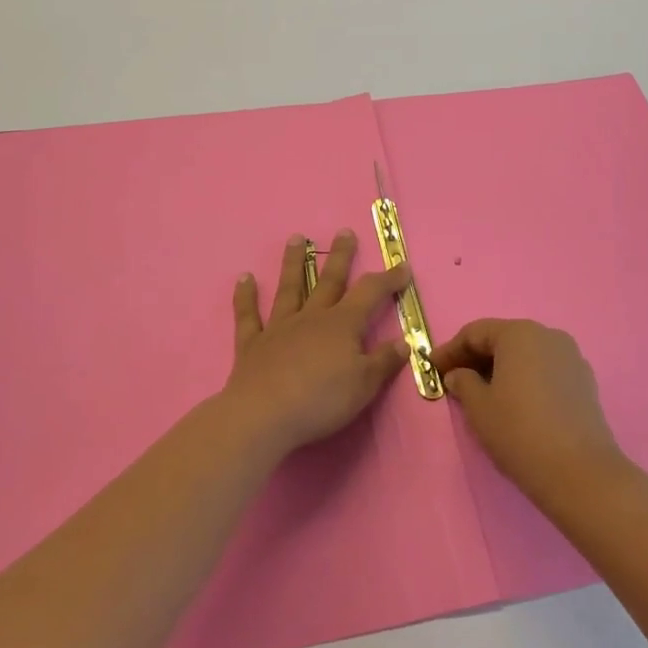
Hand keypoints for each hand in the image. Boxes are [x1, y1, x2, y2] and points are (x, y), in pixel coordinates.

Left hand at [224, 230, 411, 456]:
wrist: (263, 416)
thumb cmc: (321, 401)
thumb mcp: (364, 386)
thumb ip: (384, 362)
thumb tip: (403, 342)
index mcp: (342, 325)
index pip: (370, 293)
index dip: (388, 279)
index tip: (402, 266)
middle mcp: (311, 318)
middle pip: (329, 281)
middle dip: (340, 256)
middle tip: (345, 231)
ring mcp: (279, 328)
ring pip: (289, 288)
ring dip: (293, 262)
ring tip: (296, 238)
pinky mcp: (252, 345)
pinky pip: (249, 316)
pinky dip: (245, 297)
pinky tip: (244, 278)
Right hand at [437, 319, 624, 504]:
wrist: (580, 472)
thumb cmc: (519, 431)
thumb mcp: (479, 408)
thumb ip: (463, 383)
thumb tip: (458, 375)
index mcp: (519, 333)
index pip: (475, 332)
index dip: (450, 350)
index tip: (432, 368)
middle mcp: (547, 335)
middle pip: (503, 339)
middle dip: (476, 357)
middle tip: (453, 379)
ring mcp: (570, 357)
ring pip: (526, 355)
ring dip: (501, 368)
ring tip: (482, 392)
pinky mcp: (584, 381)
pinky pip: (545, 370)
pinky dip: (525, 379)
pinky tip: (514, 402)